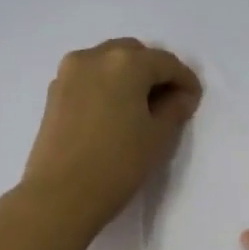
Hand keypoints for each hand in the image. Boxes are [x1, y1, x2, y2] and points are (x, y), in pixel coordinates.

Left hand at [21, 38, 202, 235]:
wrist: (60, 195)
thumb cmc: (117, 164)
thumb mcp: (158, 137)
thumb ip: (175, 108)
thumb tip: (180, 96)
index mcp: (125, 62)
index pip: (166, 62)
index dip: (185, 80)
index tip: (194, 101)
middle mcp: (94, 56)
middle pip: (134, 54)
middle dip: (154, 73)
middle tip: (168, 102)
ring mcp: (69, 73)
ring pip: (108, 63)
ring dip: (129, 77)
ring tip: (141, 108)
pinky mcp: (54, 93)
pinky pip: (89, 78)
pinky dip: (106, 86)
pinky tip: (115, 113)